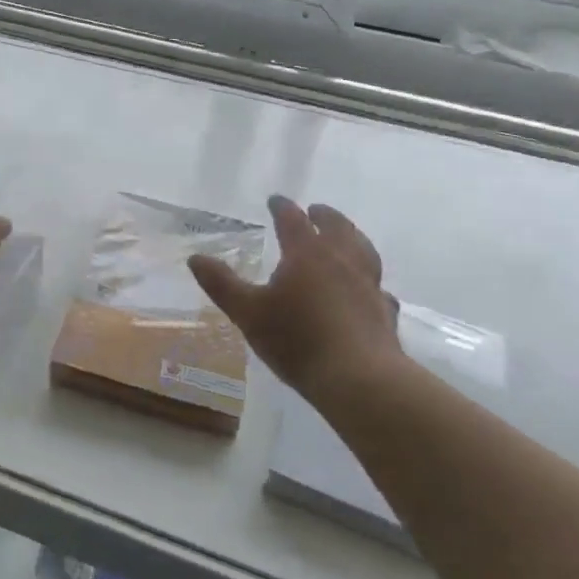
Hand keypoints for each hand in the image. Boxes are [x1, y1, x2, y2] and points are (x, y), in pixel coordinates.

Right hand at [187, 196, 404, 398]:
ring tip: (346, 237)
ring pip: (363, 250)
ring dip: (352, 237)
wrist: (358, 378)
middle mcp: (342, 260)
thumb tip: (195, 258)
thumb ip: (221, 284)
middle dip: (324, 216)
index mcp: (307, 253)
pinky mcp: (383, 311)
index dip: (282, 207)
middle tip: (315, 210)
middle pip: (336, 227)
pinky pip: (377, 286)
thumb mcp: (247, 312)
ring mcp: (368, 285)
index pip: (293, 220)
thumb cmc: (297, 339)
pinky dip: (369, 280)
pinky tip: (367, 289)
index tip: (275, 200)